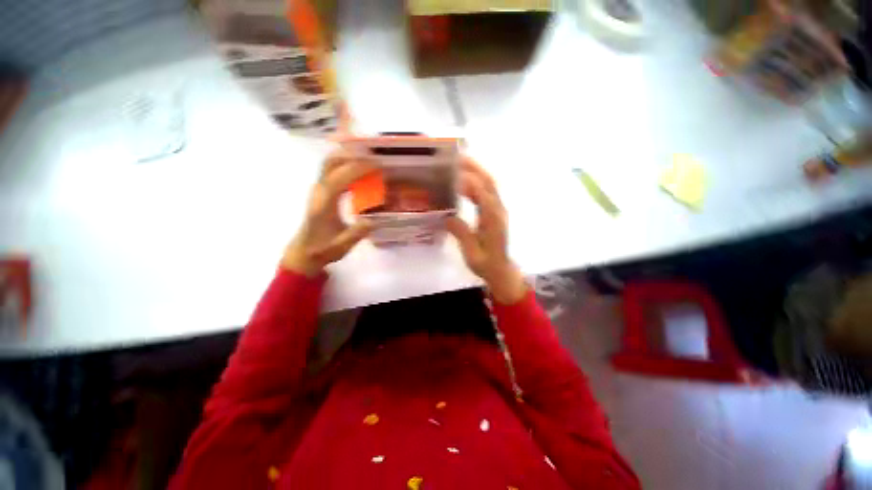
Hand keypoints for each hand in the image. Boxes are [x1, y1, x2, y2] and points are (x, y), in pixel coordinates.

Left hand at [281, 150, 373, 276]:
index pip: (339, 179)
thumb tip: (372, 220)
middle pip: (330, 163)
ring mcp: (318, 190)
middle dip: (352, 156)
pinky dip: (347, 165)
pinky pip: (333, 171)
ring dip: (348, 157)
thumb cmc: (322, 249)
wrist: (304, 252)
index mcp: (323, 204)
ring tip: (369, 159)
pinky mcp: (322, 191)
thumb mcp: (341, 246)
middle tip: (374, 157)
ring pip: (330, 164)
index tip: (376, 165)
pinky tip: (361, 171)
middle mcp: (319, 192)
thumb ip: (356, 234)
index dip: (357, 169)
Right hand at [446, 156, 526, 303]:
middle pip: (489, 183)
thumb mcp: (472, 252)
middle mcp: (498, 211)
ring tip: (459, 163)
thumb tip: (447, 217)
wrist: (500, 269)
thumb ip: (462, 233)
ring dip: (477, 172)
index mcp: (493, 220)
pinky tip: (464, 182)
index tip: (455, 172)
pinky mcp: (494, 212)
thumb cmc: (486, 263)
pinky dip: (476, 183)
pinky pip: (486, 193)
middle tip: (458, 157)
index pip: (483, 194)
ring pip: (489, 185)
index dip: (470, 181)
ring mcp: (498, 210)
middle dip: (475, 168)